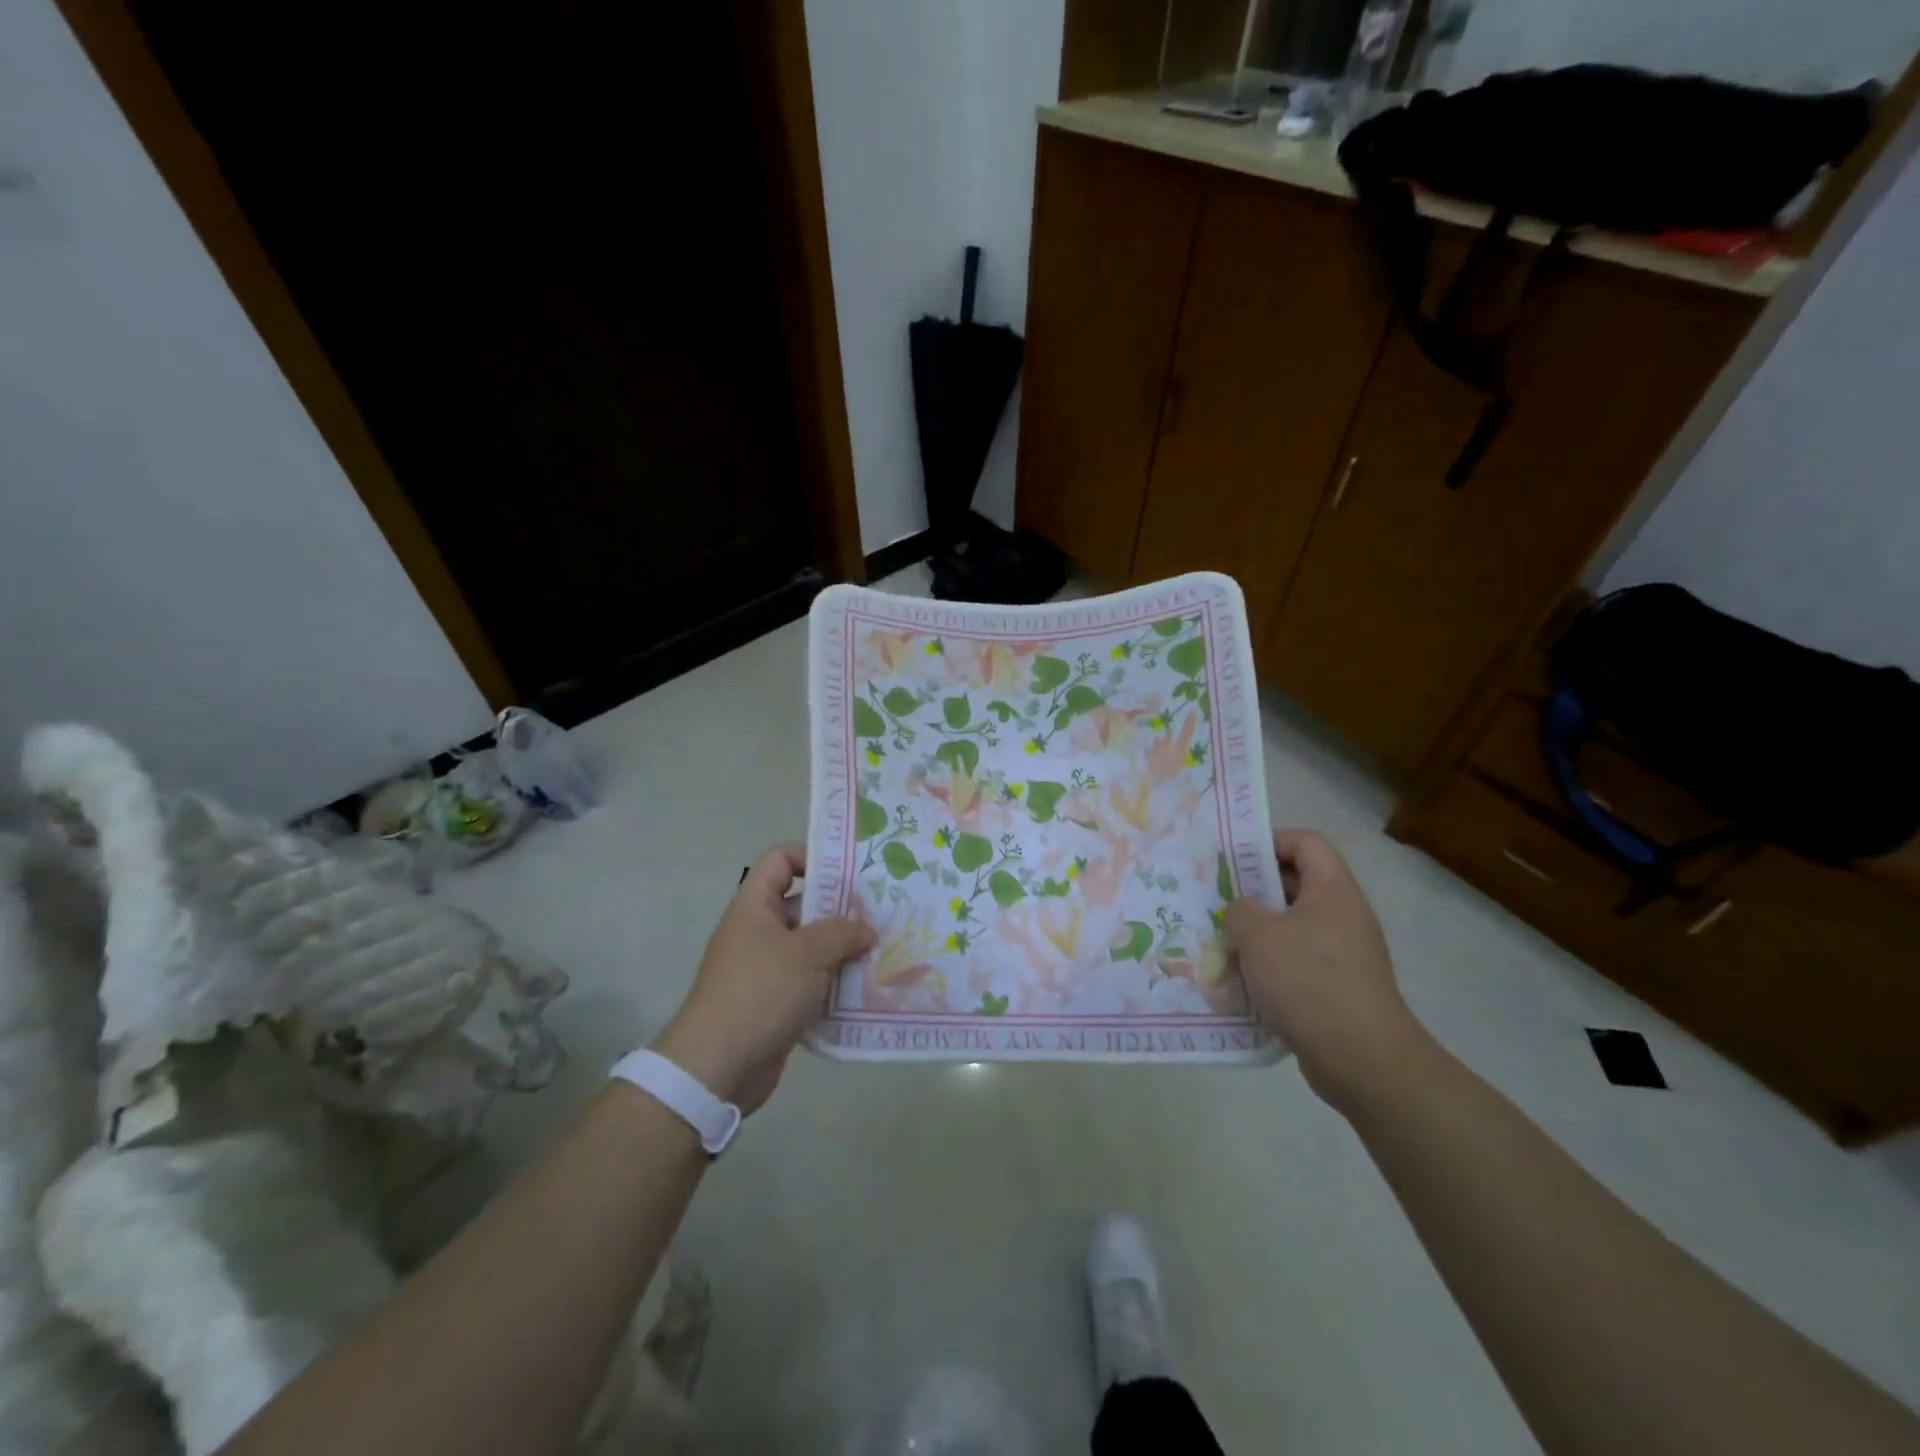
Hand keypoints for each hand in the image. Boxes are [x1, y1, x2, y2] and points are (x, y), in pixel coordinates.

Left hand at [652, 844, 873, 1113]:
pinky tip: (868, 986)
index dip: (812, 856)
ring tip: (884, 949)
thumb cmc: (759, 992)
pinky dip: (836, 982)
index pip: (780, 860)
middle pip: (805, 904)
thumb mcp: (807, 953)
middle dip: (843, 908)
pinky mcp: (778, 1002)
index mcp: (755, 907)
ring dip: (845, 949)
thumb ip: (842, 932)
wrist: (717, 1067)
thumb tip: (867, 929)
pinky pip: (813, 981)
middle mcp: (759, 931)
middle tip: (883, 912)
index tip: (851, 870)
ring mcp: (768, 968)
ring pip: (813, 946)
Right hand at [1225, 830, 1429, 1111]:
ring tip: (1222, 943)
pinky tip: (1241, 981)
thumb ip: (1239, 909)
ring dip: (1257, 933)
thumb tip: (1242, 912)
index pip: (1307, 842)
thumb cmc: (1308, 981)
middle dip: (1253, 891)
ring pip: (1292, 927)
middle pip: (1296, 884)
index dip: (1270, 842)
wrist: (1361, 1059)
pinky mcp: (1337, 988)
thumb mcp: (1258, 934)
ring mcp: (1344, 954)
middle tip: (1217, 902)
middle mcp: (1343, 916)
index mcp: (1333, 890)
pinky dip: (1269, 967)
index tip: (1233, 860)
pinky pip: (1297, 963)